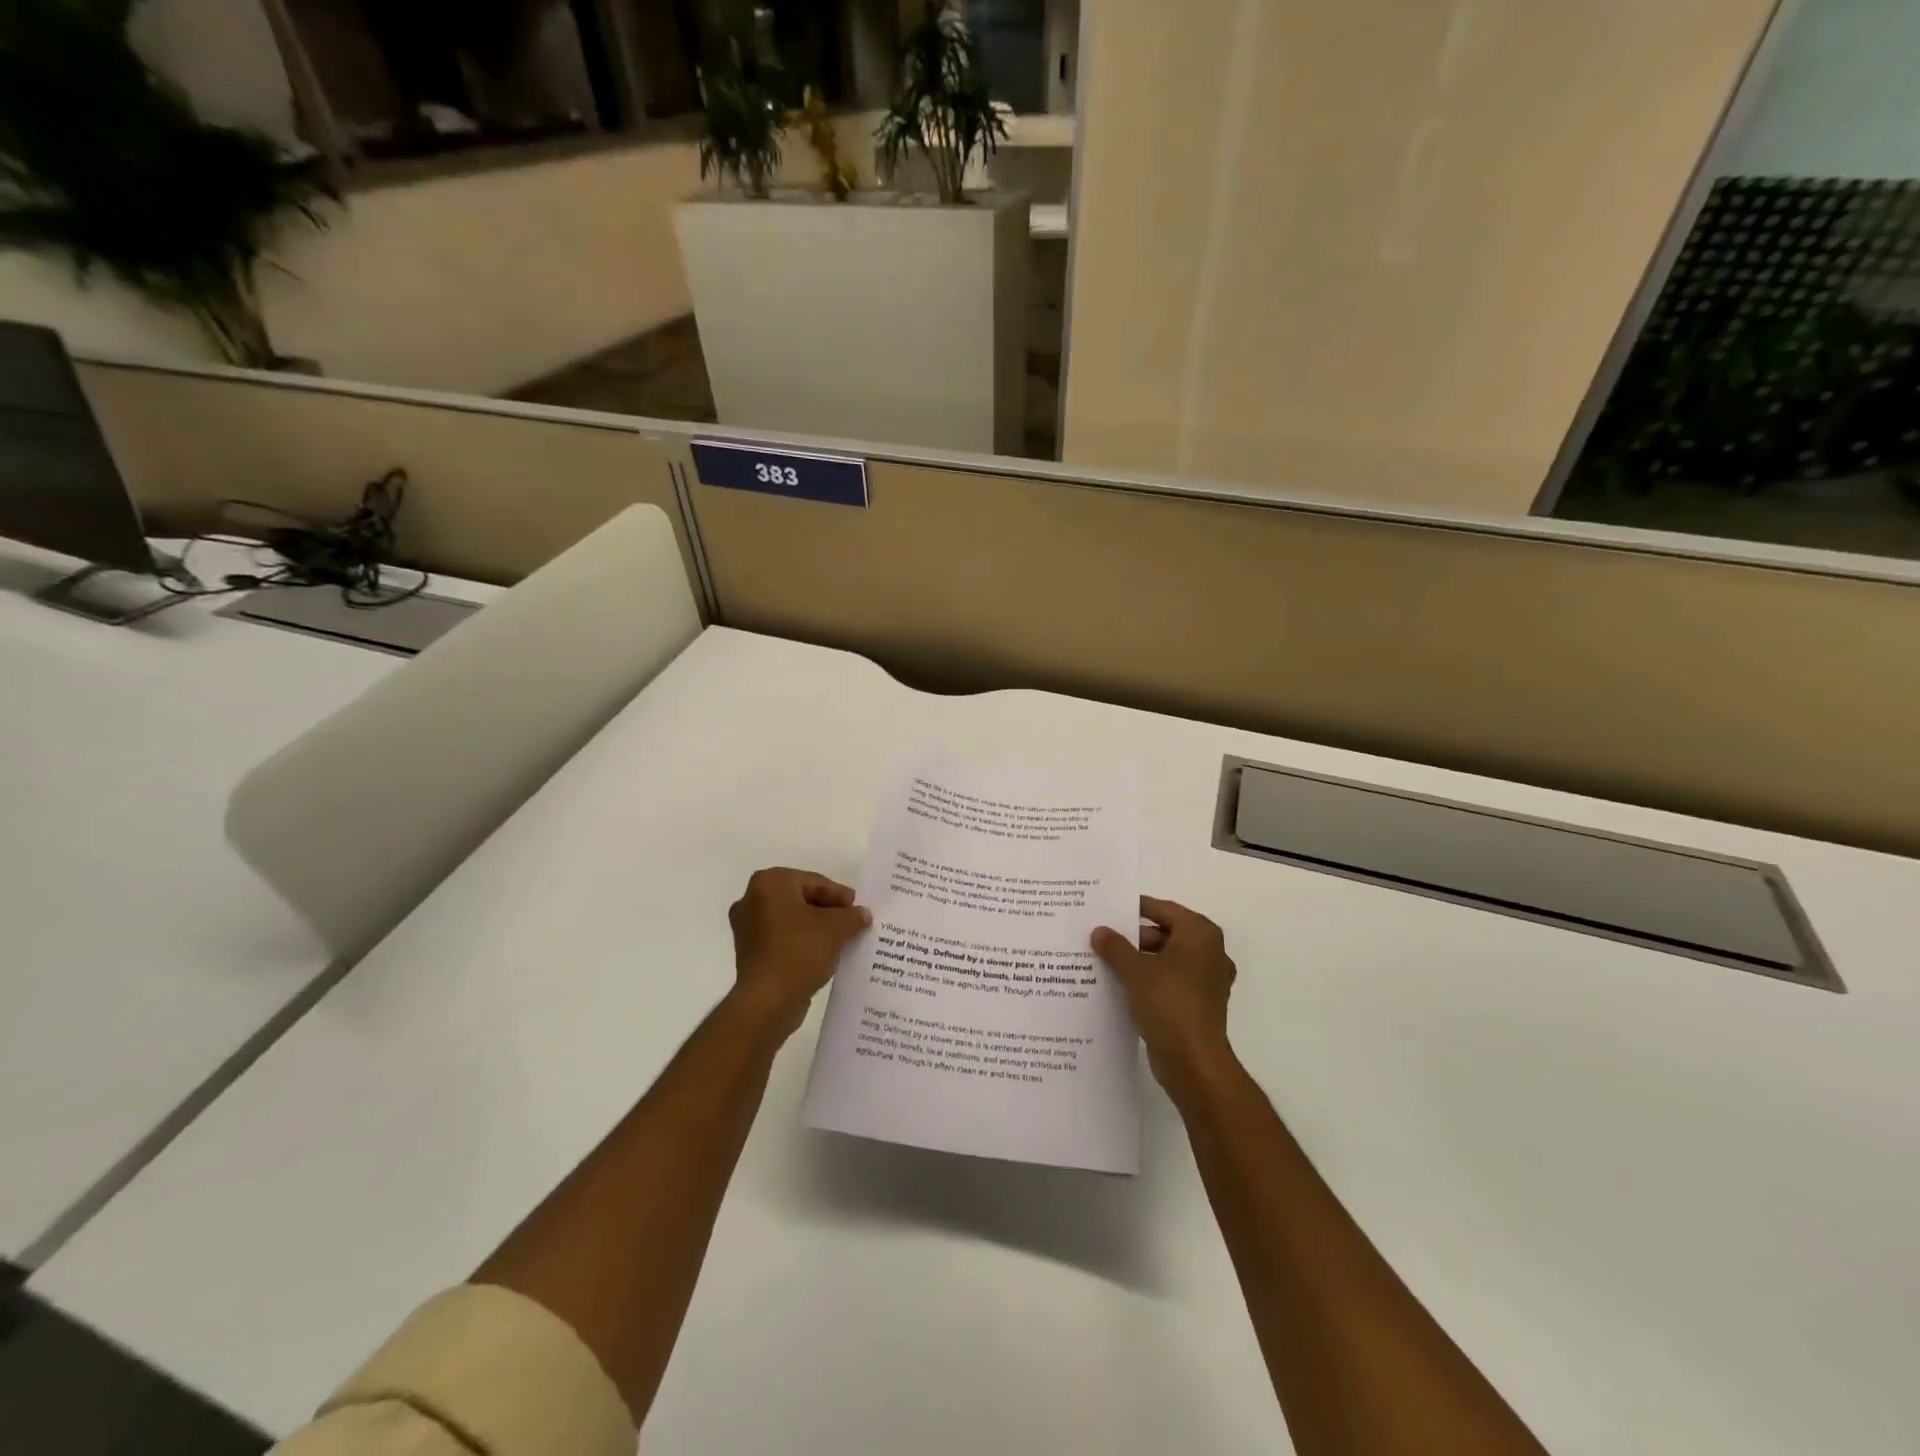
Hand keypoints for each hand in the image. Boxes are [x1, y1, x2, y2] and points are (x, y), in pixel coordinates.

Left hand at [727, 867, 870, 1036]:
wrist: (768, 1000)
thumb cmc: (800, 951)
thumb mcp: (837, 928)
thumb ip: (852, 916)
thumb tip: (861, 914)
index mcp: (770, 883)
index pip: (814, 882)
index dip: (840, 895)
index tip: (858, 908)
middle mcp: (751, 899)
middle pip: (800, 898)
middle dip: (827, 910)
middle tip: (851, 921)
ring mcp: (746, 927)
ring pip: (790, 919)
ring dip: (815, 926)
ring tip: (840, 938)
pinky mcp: (748, 952)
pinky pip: (780, 938)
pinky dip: (800, 941)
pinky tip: (821, 954)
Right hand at [1092, 896, 1237, 1097]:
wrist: (1193, 1061)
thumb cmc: (1168, 1003)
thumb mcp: (1134, 970)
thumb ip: (1115, 947)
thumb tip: (1099, 931)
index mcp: (1200, 934)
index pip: (1164, 910)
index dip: (1136, 908)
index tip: (1110, 910)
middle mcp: (1210, 952)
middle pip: (1167, 933)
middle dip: (1135, 937)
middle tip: (1104, 938)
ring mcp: (1208, 980)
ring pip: (1168, 959)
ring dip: (1141, 960)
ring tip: (1107, 961)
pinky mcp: (1201, 1004)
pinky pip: (1172, 982)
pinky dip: (1151, 980)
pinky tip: (1123, 986)